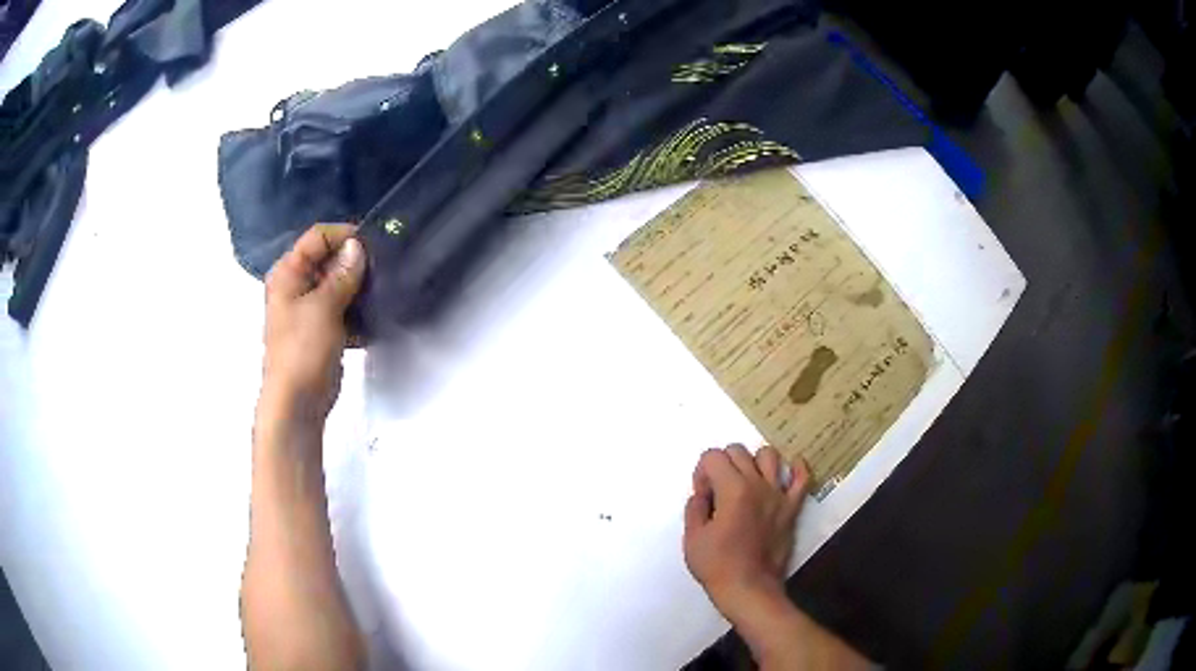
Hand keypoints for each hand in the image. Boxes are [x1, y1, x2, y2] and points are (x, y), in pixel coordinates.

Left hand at [260, 224, 365, 423]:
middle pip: (329, 260)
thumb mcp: (323, 306)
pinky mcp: (323, 330)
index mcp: (289, 273)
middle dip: (355, 263)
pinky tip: (376, 318)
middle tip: (383, 269)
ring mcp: (310, 309)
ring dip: (360, 288)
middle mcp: (297, 286)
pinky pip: (343, 310)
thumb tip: (357, 246)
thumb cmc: (303, 350)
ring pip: (339, 286)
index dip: (344, 236)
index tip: (374, 244)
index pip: (317, 237)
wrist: (298, 402)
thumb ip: (342, 274)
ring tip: (384, 291)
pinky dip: (358, 312)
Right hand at [683, 444, 810, 622]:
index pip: (713, 456)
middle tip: (717, 491)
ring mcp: (778, 495)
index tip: (702, 496)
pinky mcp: (792, 508)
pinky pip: (802, 478)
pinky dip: (796, 468)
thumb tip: (702, 495)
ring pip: (769, 455)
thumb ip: (694, 508)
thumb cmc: (717, 566)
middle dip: (722, 464)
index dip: (701, 473)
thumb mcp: (692, 538)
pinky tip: (788, 470)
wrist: (750, 589)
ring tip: (746, 481)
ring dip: (753, 462)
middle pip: (738, 451)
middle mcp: (757, 484)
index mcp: (732, 490)